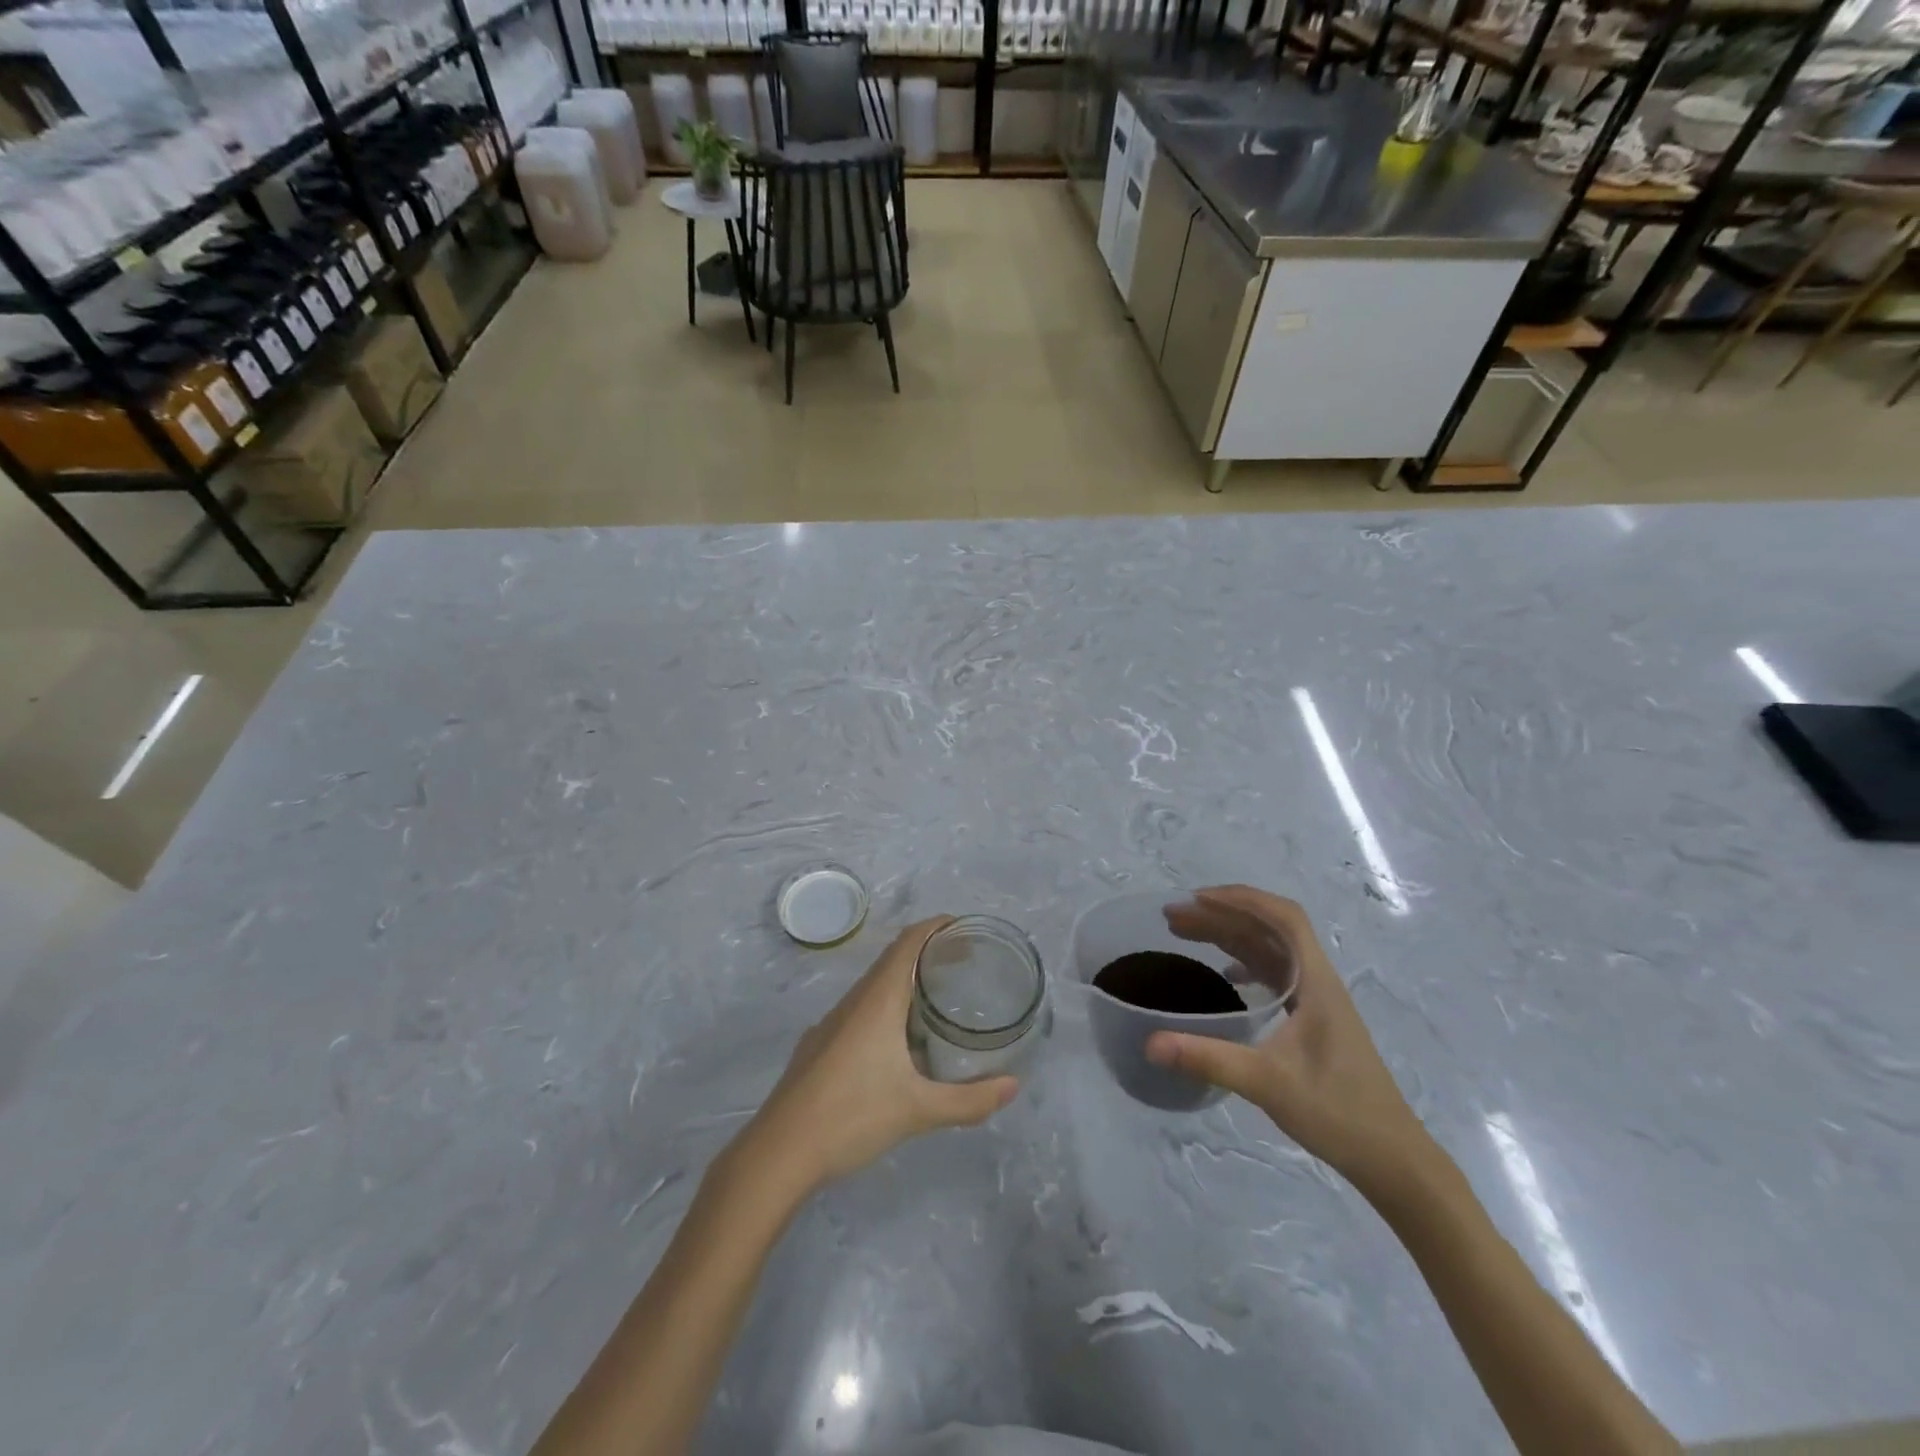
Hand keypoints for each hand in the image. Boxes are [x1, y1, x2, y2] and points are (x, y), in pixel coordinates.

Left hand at [736, 918, 1019, 1198]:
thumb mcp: (918, 1110)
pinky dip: (885, 1007)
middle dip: (926, 953)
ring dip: (904, 981)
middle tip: (962, 964)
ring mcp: (830, 1024)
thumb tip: (1013, 1086)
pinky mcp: (818, 1046)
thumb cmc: (851, 1116)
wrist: (778, 1153)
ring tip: (936, 1000)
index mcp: (877, 1001)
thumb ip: (969, 1100)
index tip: (964, 928)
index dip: (935, 927)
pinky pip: (858, 1010)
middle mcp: (853, 1002)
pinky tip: (895, 1042)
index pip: (908, 943)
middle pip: (892, 959)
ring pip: (873, 987)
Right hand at [1145, 886, 1431, 1198]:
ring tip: (1185, 935)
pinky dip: (1244, 963)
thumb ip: (1208, 1059)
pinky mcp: (1313, 1021)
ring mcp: (1317, 1001)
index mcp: (1316, 981)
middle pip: (1268, 929)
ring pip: (1269, 950)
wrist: (1393, 1159)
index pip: (1284, 917)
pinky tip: (1225, 978)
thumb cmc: (1339, 1111)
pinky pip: (1274, 974)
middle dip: (1221, 915)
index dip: (1241, 899)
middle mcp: (1317, 981)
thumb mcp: (1268, 1083)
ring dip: (1230, 936)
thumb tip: (1149, 1043)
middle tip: (1173, 918)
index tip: (1197, 899)